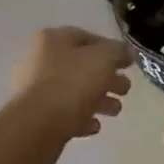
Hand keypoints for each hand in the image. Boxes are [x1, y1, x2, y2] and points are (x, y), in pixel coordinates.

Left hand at [11, 27, 133, 140]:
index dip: (110, 48)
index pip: (86, 37)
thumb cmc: (72, 84)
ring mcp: (35, 90)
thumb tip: (125, 52)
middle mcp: (40, 61)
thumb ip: (118, 52)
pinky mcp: (36, 117)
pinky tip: (94, 126)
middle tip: (125, 90)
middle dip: (107, 78)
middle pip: (81, 67)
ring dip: (98, 100)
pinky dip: (81, 118)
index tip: (128, 63)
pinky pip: (64, 114)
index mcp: (52, 40)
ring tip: (115, 111)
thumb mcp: (103, 59)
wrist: (38, 125)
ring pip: (74, 91)